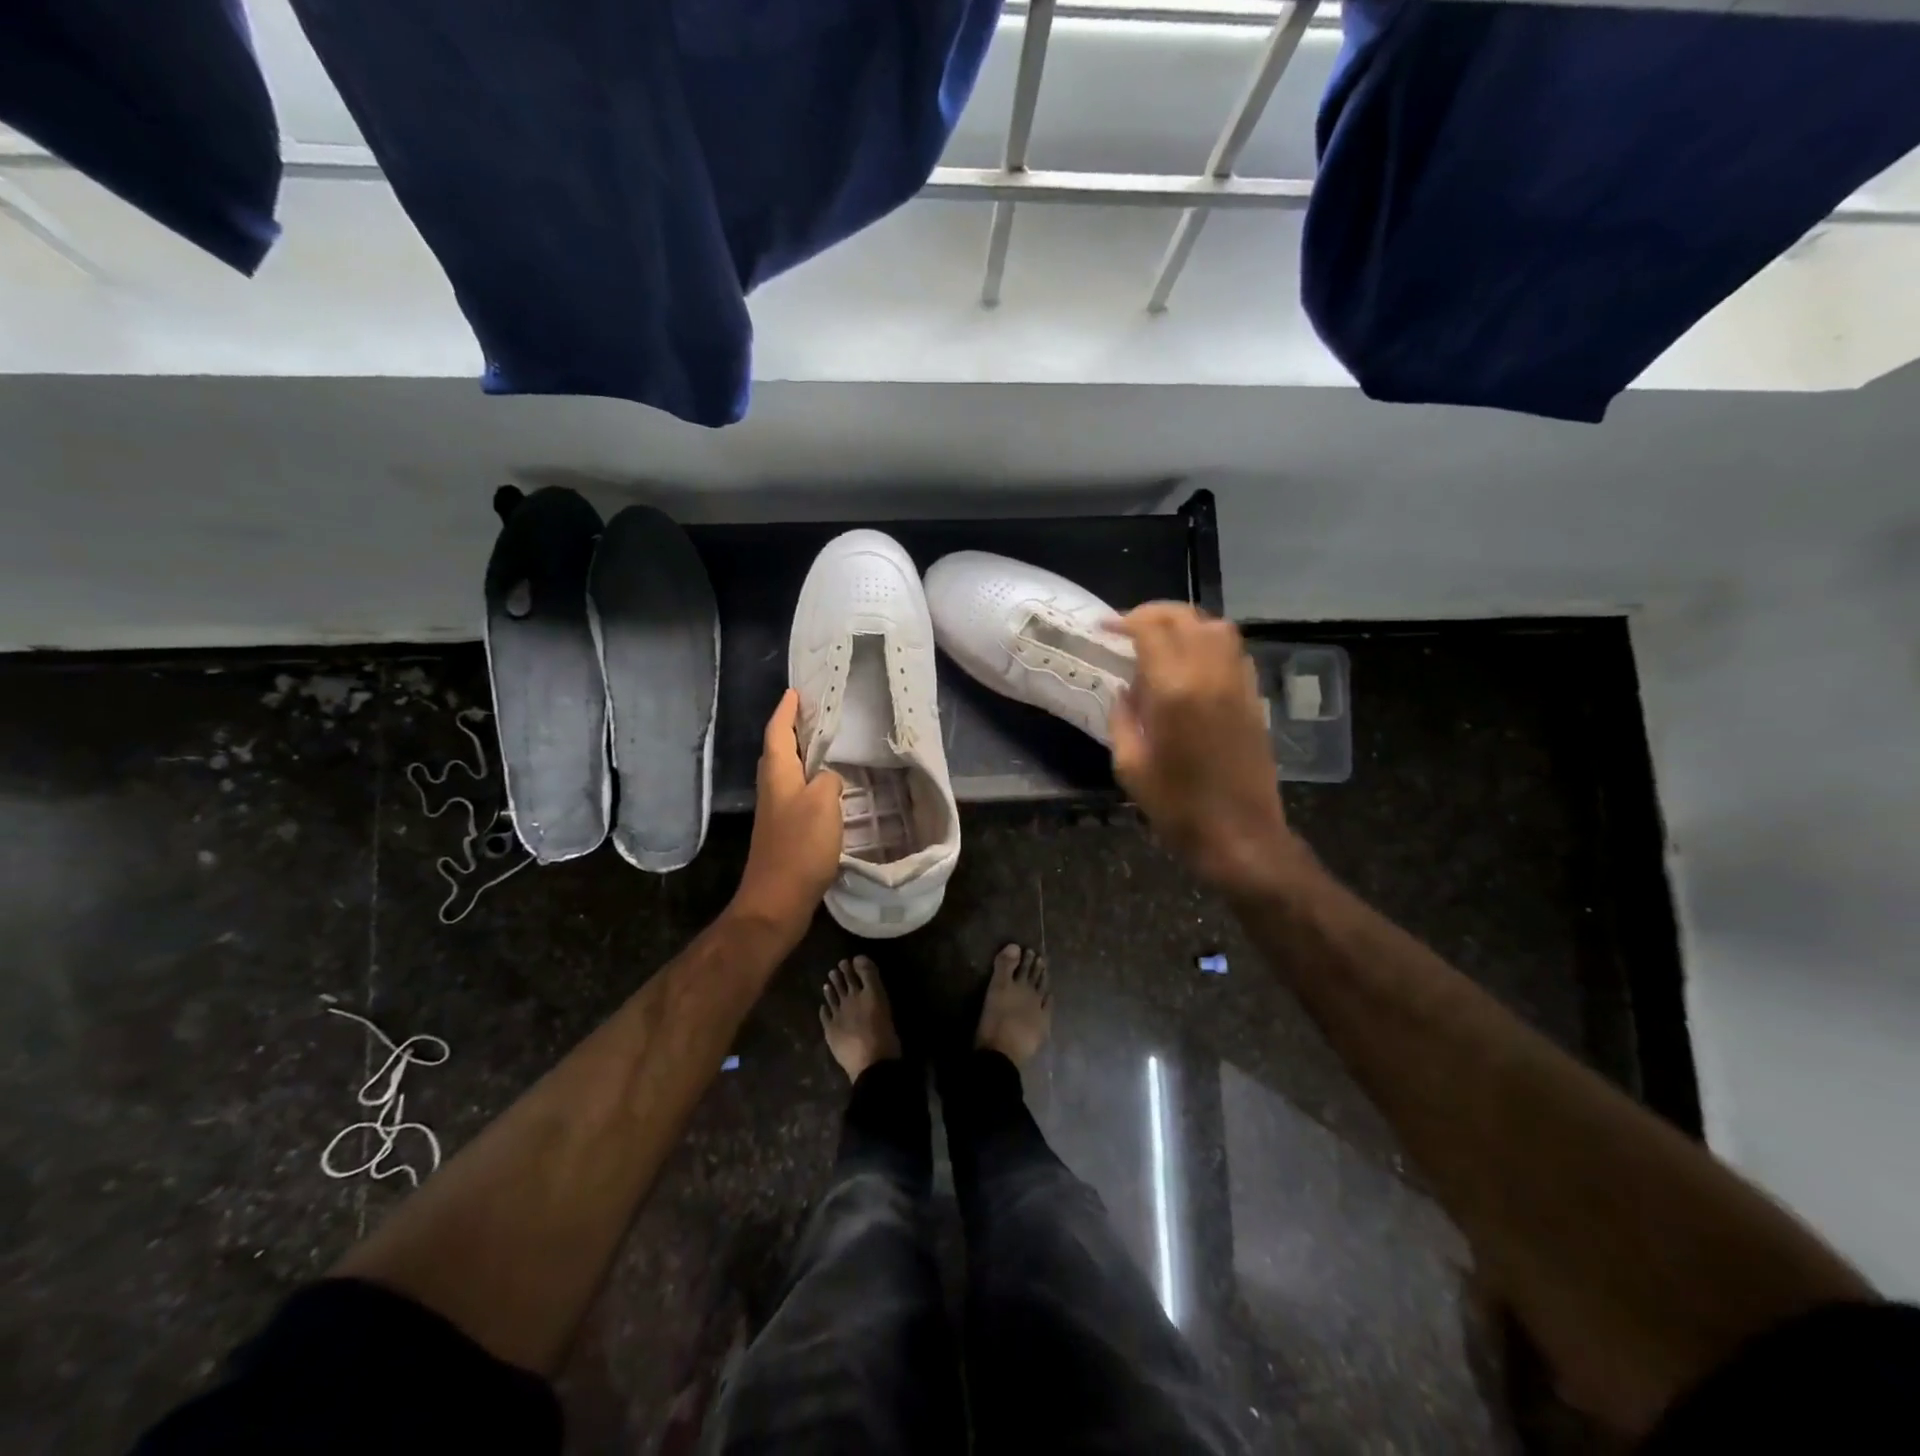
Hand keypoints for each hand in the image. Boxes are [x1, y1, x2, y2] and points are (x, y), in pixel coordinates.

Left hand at [732, 690, 843, 937]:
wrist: (777, 900)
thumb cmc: (799, 846)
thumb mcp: (823, 803)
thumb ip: (829, 779)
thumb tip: (829, 777)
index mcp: (778, 775)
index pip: (777, 732)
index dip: (786, 711)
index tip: (796, 692)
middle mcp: (773, 789)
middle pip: (779, 751)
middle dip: (793, 731)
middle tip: (817, 717)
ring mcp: (777, 813)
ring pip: (789, 774)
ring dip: (804, 758)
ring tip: (830, 749)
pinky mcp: (786, 833)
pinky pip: (799, 796)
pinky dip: (813, 785)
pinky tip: (833, 792)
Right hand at [1109, 603, 1302, 897]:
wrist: (1241, 837)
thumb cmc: (1177, 808)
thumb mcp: (1130, 766)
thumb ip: (1123, 718)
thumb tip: (1124, 690)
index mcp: (1175, 690)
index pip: (1151, 630)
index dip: (1124, 621)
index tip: (1104, 627)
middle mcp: (1211, 675)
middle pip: (1185, 618)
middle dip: (1153, 613)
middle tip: (1128, 626)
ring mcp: (1238, 684)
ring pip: (1217, 628)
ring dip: (1186, 623)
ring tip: (1161, 638)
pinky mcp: (1253, 699)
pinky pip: (1234, 652)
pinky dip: (1210, 643)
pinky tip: (1193, 662)